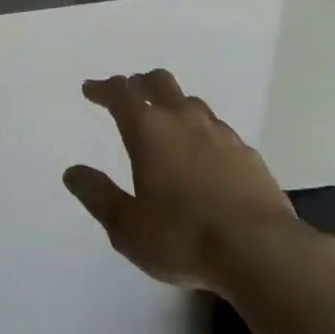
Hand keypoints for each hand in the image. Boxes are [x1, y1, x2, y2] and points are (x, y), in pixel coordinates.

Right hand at [64, 69, 307, 295]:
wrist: (262, 251)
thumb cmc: (183, 238)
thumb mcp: (128, 227)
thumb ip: (98, 196)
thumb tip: (73, 172)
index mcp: (149, 130)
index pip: (120, 94)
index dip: (103, 88)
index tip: (91, 89)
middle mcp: (183, 119)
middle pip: (159, 82)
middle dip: (139, 83)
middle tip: (130, 92)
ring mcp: (219, 133)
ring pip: (191, 102)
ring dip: (173, 104)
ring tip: (167, 122)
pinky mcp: (247, 153)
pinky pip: (218, 129)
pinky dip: (202, 131)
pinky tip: (205, 154)